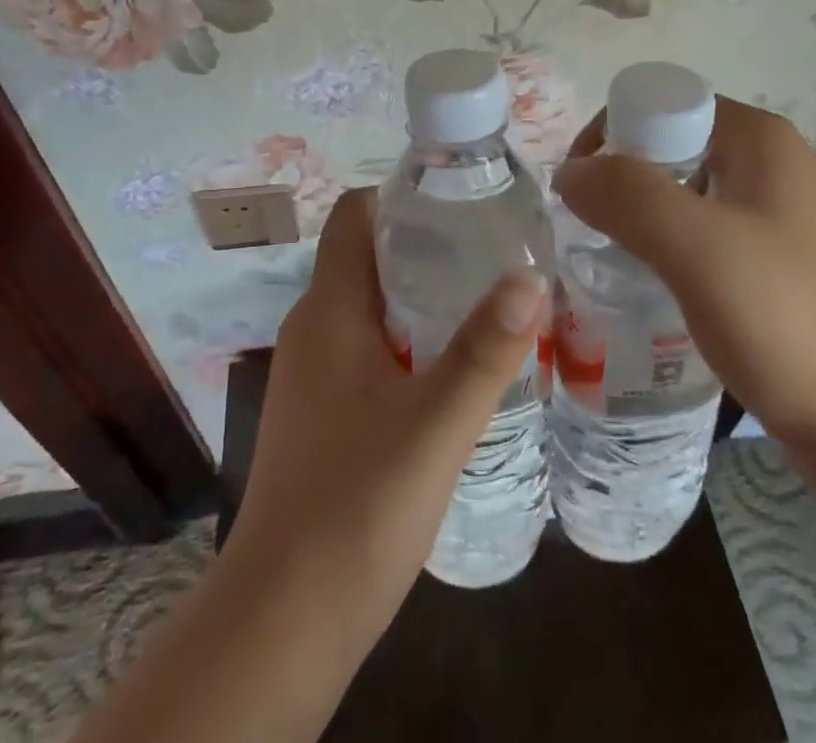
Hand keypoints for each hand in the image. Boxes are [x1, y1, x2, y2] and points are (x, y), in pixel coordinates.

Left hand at [225, 187, 547, 646]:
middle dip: (427, 246)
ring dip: (421, 297)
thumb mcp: (435, 423)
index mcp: (329, 309)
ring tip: (486, 301)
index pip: (353, 216)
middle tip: (493, 250)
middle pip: (367, 257)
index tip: (461, 201)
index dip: (401, 196)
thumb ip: (484, 350)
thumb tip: (531, 274)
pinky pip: (367, 348)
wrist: (284, 618)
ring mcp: (312, 373)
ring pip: (370, 307)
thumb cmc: (356, 504)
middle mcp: (313, 328)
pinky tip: (452, 370)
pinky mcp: (321, 412)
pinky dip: (408, 340)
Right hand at [554, 96, 815, 457]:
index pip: (657, 105)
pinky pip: (697, 232)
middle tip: (588, 233)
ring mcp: (771, 212)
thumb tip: (569, 172)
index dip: (608, 138)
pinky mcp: (769, 259)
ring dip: (636, 217)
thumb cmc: (787, 322)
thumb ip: (627, 196)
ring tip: (609, 261)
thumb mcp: (698, 248)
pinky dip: (662, 246)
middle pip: (665, 146)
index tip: (579, 194)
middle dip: (618, 182)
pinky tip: (647, 285)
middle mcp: (766, 162)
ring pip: (678, 192)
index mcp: (756, 138)